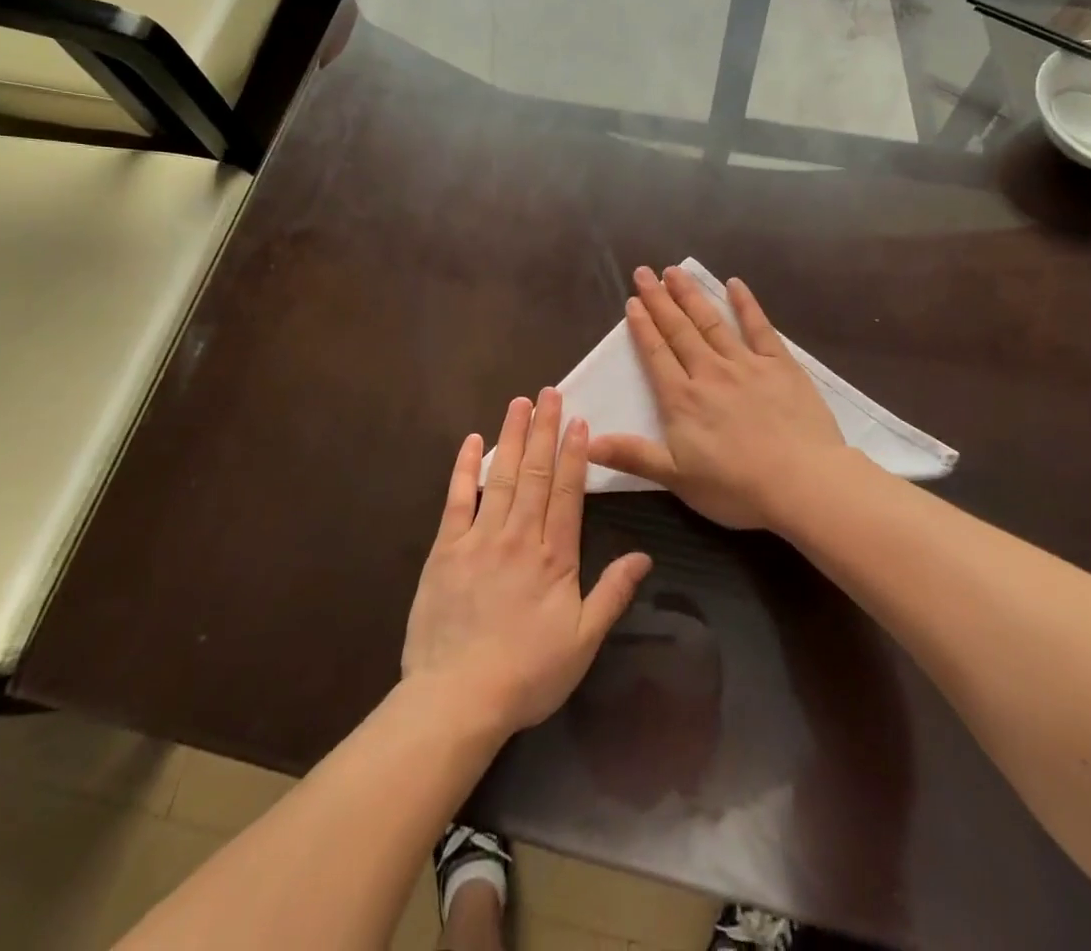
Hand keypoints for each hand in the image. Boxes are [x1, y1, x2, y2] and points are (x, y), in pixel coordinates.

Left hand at [401, 389, 652, 741]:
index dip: (573, 454)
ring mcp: (480, 538)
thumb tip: (644, 555)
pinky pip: (457, 499)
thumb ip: (613, 594)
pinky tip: (472, 441)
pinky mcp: (445, 549)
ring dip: (511, 436)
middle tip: (549, 392)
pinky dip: (464, 468)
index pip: (567, 492)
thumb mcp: (583, 641)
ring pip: (501, 476)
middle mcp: (519, 536)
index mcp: (555, 557)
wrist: (458, 697)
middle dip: (543, 430)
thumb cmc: (528, 674)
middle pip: (535, 473)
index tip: (577, 420)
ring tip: (519, 402)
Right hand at [587, 266, 855, 531]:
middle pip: (679, 330)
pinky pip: (759, 327)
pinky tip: (735, 284)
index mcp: (682, 399)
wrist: (801, 483)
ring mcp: (746, 364)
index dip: (642, 326)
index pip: (656, 354)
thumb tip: (586, 441)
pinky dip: (746, 304)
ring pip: (711, 322)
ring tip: (675, 272)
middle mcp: (709, 372)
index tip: (632, 301)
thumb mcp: (676, 478)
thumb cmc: (736, 487)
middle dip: (659, 300)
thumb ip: (632, 455)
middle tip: (644, 272)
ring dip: (691, 296)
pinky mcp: (780, 365)